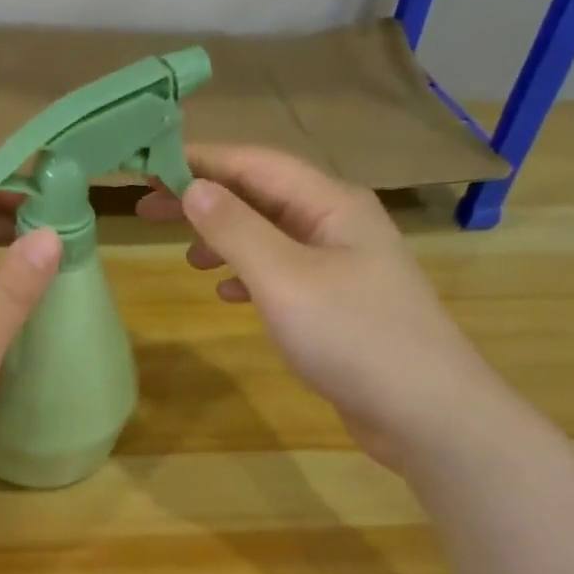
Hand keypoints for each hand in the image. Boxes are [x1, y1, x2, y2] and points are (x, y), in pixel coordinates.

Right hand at [137, 146, 505, 466]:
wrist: (425, 411)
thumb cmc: (353, 337)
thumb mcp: (284, 278)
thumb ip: (236, 230)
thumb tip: (193, 188)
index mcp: (331, 204)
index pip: (255, 164)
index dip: (199, 161)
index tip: (148, 166)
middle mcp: (338, 224)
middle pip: (262, 196)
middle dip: (206, 200)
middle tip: (148, 210)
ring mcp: (342, 265)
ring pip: (271, 236)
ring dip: (226, 238)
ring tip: (187, 256)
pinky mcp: (339, 304)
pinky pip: (284, 273)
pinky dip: (250, 276)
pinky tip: (228, 294)